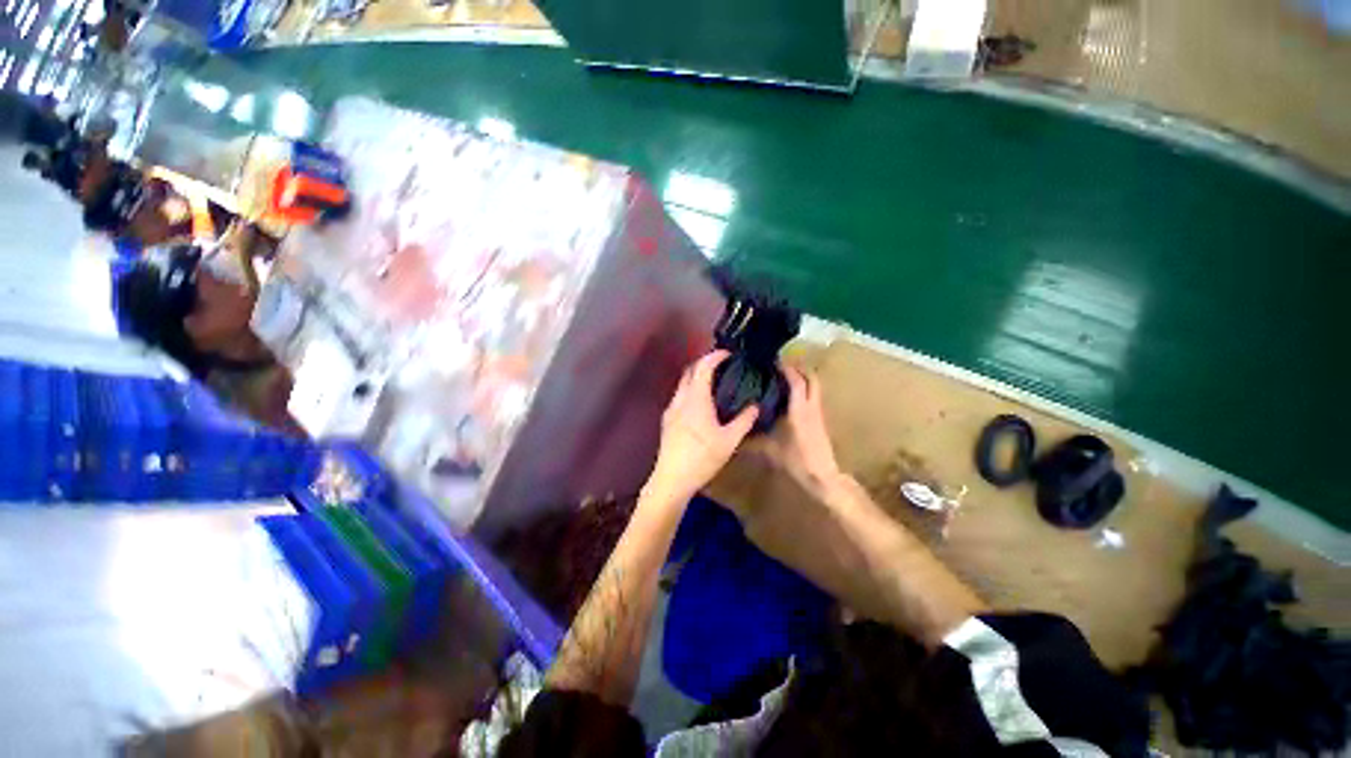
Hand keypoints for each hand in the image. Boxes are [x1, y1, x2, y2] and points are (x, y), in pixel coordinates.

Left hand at [648, 350, 758, 500]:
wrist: (671, 479)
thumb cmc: (702, 458)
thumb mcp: (729, 441)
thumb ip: (744, 421)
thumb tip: (755, 406)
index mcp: (696, 399)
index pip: (703, 367)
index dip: (715, 356)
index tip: (728, 354)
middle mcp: (680, 399)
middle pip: (689, 371)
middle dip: (704, 363)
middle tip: (722, 366)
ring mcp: (671, 410)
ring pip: (682, 384)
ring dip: (696, 377)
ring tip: (713, 384)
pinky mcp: (666, 421)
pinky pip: (679, 397)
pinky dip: (690, 391)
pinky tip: (699, 405)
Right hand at [751, 364, 842, 494]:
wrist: (824, 477)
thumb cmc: (797, 461)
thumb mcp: (771, 451)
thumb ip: (753, 441)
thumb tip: (735, 435)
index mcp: (800, 410)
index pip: (797, 381)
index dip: (787, 368)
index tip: (774, 361)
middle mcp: (812, 407)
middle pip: (812, 378)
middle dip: (799, 368)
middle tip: (781, 365)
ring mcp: (818, 413)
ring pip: (815, 386)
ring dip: (803, 377)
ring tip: (784, 376)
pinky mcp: (820, 420)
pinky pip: (814, 396)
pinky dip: (804, 389)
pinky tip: (791, 396)